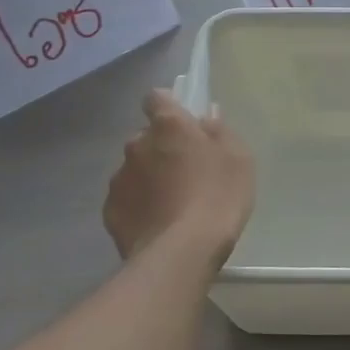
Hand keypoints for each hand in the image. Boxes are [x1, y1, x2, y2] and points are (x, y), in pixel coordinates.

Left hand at [104, 90, 254, 260]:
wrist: (182, 251)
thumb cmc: (218, 196)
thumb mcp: (238, 159)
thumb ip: (219, 132)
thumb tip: (206, 116)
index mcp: (169, 126)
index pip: (157, 98)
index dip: (168, 106)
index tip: (182, 121)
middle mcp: (136, 145)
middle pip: (147, 137)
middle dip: (161, 147)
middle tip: (185, 170)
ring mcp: (119, 179)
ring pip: (135, 169)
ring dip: (149, 177)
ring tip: (172, 203)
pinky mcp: (110, 210)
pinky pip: (126, 199)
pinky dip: (139, 205)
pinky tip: (158, 223)